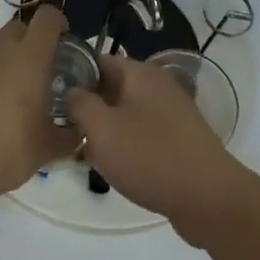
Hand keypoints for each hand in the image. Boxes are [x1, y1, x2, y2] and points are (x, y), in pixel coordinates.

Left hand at [0, 5, 77, 201]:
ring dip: (9, 66)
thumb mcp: (48, 147)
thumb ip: (70, 135)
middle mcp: (0, 53)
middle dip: (33, 43)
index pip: (47, 18)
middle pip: (19, 29)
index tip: (66, 42)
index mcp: (29, 58)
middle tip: (43, 73)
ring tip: (16, 101)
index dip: (59, 23)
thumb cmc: (8, 149)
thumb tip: (79, 131)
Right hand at [66, 57, 248, 244]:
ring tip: (85, 150)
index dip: (73, 74)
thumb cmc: (149, 157)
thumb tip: (72, 91)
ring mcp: (172, 113)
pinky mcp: (179, 139)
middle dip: (88, 106)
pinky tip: (114, 166)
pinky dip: (127, 144)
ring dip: (106, 129)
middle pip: (112, 87)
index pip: (97, 60)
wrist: (209, 198)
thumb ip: (79, 103)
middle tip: (63, 128)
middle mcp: (158, 86)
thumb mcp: (102, 128)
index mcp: (141, 73)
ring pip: (126, 112)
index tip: (51, 96)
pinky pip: (143, 133)